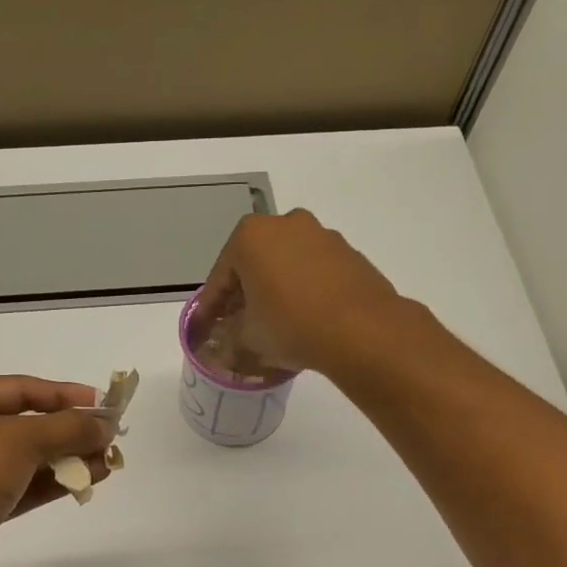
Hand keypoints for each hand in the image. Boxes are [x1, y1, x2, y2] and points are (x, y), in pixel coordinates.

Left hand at [0, 376, 114, 566]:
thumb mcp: (20, 439)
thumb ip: (68, 428)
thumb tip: (106, 424)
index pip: (20, 388)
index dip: (65, 394)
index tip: (105, 403)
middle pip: (25, 423)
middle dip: (69, 430)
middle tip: (110, 436)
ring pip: (27, 457)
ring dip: (68, 458)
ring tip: (109, 460)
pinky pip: (24, 486)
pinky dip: (54, 482)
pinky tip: (89, 480)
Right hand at [193, 210, 405, 373]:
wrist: (362, 331)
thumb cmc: (291, 325)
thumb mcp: (248, 337)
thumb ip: (230, 335)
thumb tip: (227, 341)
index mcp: (250, 236)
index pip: (220, 277)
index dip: (210, 308)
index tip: (204, 329)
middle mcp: (285, 224)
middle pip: (253, 263)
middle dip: (244, 293)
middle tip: (237, 324)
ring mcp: (321, 235)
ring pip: (286, 265)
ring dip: (275, 289)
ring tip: (273, 323)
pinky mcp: (349, 253)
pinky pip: (314, 272)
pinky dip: (304, 290)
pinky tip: (304, 318)